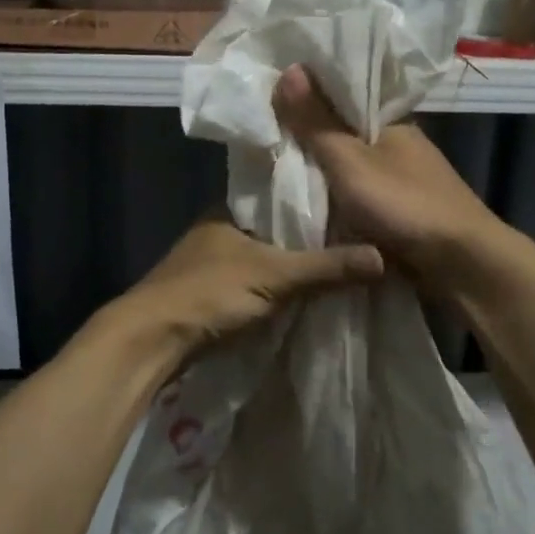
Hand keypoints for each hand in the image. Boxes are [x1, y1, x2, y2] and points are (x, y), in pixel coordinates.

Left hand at [117, 214, 383, 358]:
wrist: (152, 340)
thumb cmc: (210, 293)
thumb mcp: (275, 277)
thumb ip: (326, 267)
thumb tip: (383, 258)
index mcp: (230, 210)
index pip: (280, 194)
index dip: (315, 198)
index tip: (353, 202)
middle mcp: (221, 230)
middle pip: (276, 228)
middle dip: (309, 236)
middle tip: (357, 236)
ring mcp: (214, 263)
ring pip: (266, 257)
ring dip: (294, 264)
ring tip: (342, 262)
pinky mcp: (213, 293)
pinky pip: (257, 282)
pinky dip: (279, 287)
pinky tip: (308, 292)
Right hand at [272, 63, 506, 286]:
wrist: (461, 265)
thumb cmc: (405, 205)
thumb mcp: (350, 162)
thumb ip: (317, 123)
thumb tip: (290, 68)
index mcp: (392, 124)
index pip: (343, 101)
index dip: (308, 101)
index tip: (269, 104)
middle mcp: (398, 149)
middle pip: (343, 139)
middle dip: (309, 144)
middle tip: (262, 144)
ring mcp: (402, 184)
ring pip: (349, 174)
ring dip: (322, 178)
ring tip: (274, 175)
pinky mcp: (401, 216)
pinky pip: (358, 203)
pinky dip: (336, 204)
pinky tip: (307, 209)